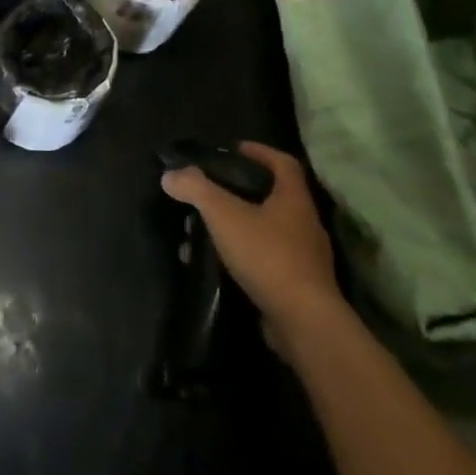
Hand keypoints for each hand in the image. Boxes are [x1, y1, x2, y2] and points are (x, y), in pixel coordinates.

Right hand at [161, 142, 344, 341]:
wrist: (304, 323)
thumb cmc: (267, 256)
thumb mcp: (224, 215)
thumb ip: (196, 189)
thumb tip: (170, 175)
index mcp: (294, 199)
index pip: (283, 163)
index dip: (259, 151)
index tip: (234, 150)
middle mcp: (305, 224)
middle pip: (273, 197)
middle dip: (240, 193)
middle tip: (211, 193)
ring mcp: (305, 259)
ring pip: (266, 232)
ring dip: (236, 229)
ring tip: (204, 234)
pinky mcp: (298, 288)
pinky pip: (266, 262)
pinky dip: (241, 258)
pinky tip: (217, 267)